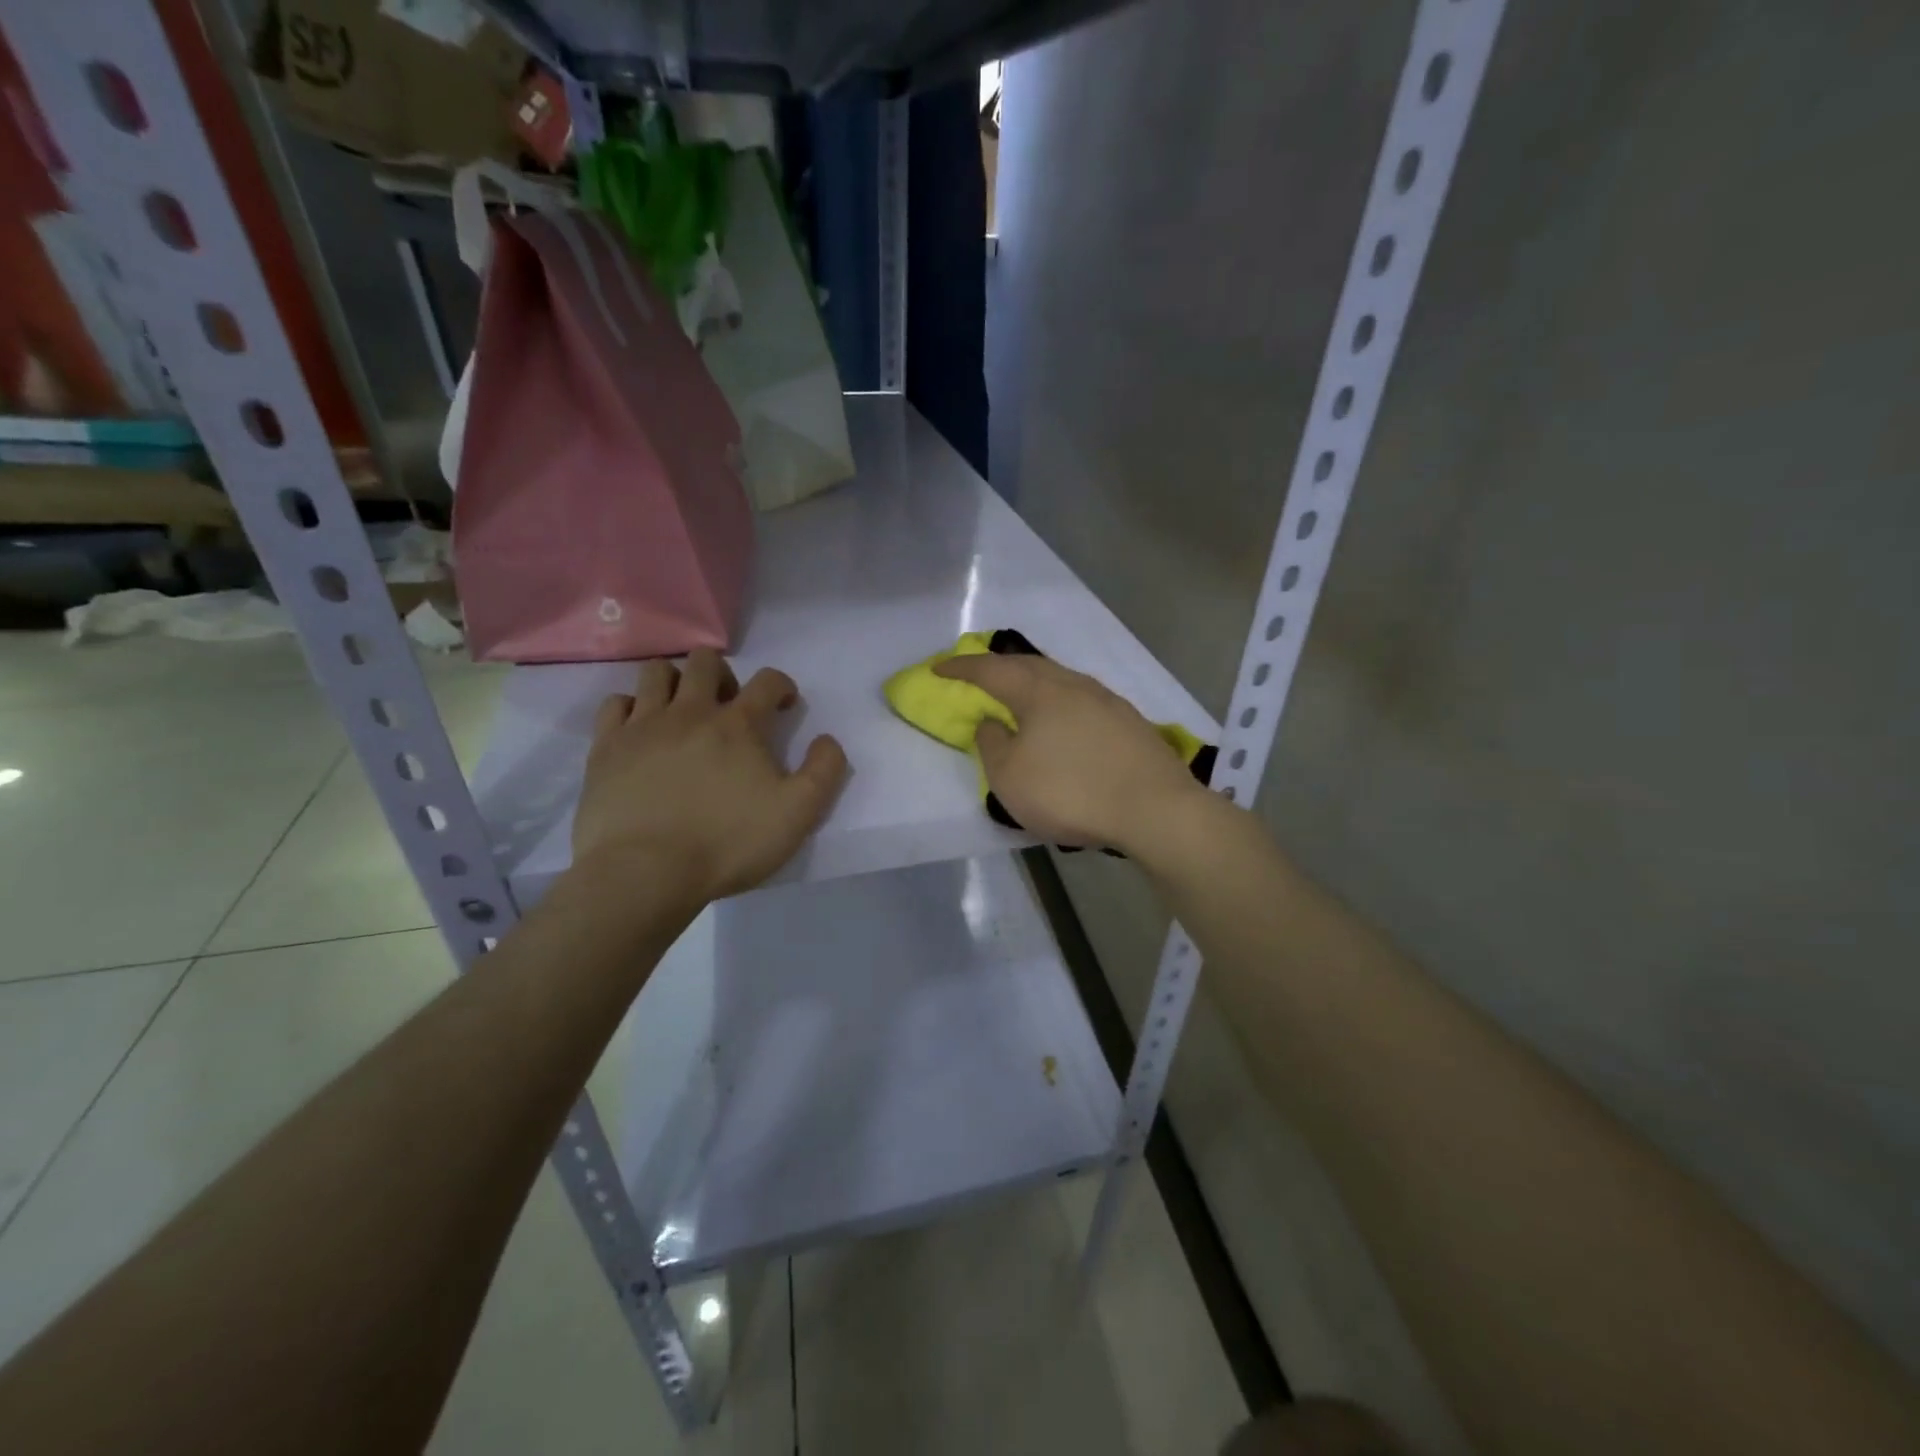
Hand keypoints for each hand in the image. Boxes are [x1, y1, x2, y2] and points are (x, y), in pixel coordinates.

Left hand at [570, 649, 848, 907]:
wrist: (646, 873)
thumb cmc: (727, 843)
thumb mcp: (798, 814)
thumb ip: (824, 771)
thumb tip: (827, 740)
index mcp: (738, 724)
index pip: (768, 680)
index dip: (782, 686)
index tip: (784, 706)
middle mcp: (690, 711)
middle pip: (706, 661)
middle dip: (724, 675)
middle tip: (730, 707)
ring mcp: (642, 726)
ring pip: (657, 673)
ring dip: (676, 681)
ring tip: (683, 712)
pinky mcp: (606, 747)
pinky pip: (615, 704)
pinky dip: (632, 708)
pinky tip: (640, 730)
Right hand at [933, 653, 1208, 855]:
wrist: (1155, 809)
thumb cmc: (1070, 792)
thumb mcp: (1010, 778)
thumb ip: (992, 744)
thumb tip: (992, 721)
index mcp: (1038, 691)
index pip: (990, 670)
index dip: (961, 668)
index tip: (938, 667)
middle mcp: (1073, 684)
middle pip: (1029, 665)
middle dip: (1000, 667)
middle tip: (980, 675)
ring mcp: (1107, 701)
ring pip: (1060, 680)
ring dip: (1034, 683)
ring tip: (1021, 696)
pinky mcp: (1130, 722)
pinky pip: (1082, 700)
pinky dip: (1060, 703)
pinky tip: (1063, 722)